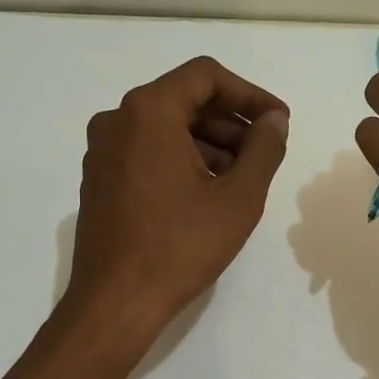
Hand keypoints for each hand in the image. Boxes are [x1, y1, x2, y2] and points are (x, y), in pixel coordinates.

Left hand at [66, 56, 289, 337]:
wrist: (115, 303)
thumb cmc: (180, 247)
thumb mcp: (238, 198)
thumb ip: (264, 149)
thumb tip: (274, 121)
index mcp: (148, 111)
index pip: (206, 76)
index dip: (250, 94)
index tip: (278, 123)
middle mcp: (117, 120)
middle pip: (185, 100)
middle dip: (231, 122)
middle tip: (265, 154)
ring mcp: (103, 151)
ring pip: (166, 128)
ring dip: (209, 144)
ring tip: (242, 179)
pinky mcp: (99, 179)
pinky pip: (147, 152)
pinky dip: (182, 160)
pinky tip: (208, 194)